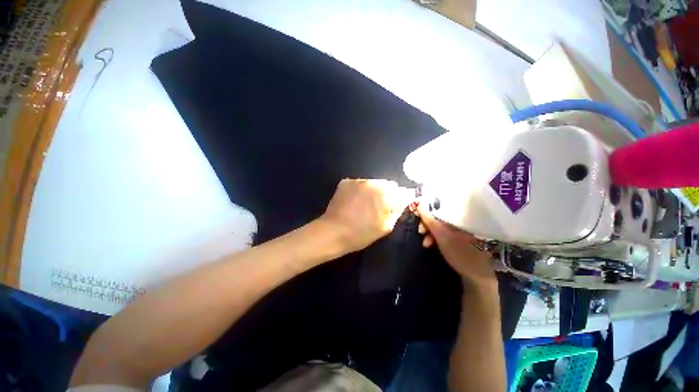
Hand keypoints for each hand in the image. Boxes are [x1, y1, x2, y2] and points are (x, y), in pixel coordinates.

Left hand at [320, 179, 413, 253]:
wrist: (333, 232)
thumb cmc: (362, 234)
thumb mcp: (386, 226)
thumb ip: (398, 210)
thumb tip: (404, 199)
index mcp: (387, 194)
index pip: (403, 191)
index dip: (401, 199)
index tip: (396, 205)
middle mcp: (374, 183)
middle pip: (388, 184)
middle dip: (387, 194)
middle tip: (379, 207)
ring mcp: (359, 180)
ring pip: (373, 183)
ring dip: (373, 191)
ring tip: (364, 205)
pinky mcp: (346, 181)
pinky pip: (360, 183)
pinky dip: (360, 190)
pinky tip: (354, 201)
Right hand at [416, 206, 496, 290]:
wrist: (477, 275)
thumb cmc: (460, 254)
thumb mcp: (442, 237)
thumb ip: (430, 221)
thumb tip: (419, 203)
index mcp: (458, 217)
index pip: (438, 208)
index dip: (426, 213)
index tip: (419, 221)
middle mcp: (459, 221)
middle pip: (438, 217)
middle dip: (427, 225)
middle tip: (420, 233)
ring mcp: (459, 230)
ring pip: (439, 226)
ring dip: (430, 233)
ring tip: (426, 244)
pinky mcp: (458, 239)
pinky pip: (442, 233)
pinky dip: (435, 238)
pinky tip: (431, 244)